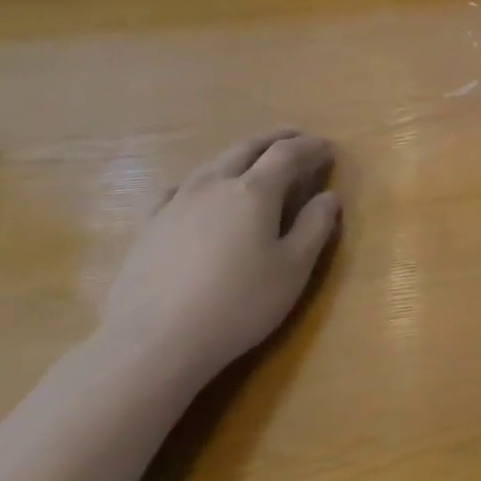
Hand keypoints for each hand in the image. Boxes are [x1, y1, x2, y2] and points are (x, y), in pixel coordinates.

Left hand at [99, 130, 342, 386]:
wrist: (154, 341)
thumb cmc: (238, 303)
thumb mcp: (293, 269)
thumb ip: (315, 227)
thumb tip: (329, 197)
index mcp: (254, 191)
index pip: (288, 154)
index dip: (311, 147)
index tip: (328, 148)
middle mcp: (214, 184)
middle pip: (248, 147)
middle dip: (276, 139)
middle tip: (297, 139)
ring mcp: (176, 202)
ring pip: (214, 163)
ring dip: (241, 154)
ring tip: (256, 161)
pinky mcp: (150, 225)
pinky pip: (181, 187)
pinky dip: (204, 179)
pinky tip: (202, 192)